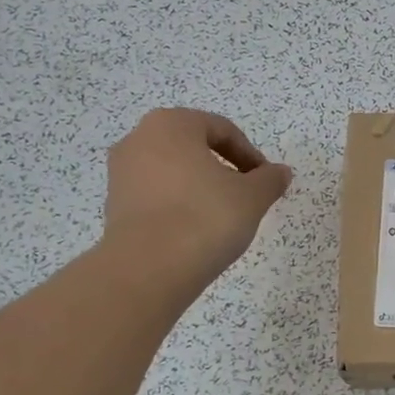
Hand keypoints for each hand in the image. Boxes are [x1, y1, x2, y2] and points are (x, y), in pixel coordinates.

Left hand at [100, 109, 292, 303]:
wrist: (148, 270)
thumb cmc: (204, 217)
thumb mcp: (252, 197)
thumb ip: (269, 179)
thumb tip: (280, 173)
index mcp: (171, 124)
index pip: (221, 130)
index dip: (250, 155)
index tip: (265, 181)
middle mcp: (139, 139)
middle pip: (193, 148)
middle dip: (222, 169)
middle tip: (246, 196)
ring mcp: (121, 173)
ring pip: (173, 172)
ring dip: (199, 187)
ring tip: (221, 217)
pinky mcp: (113, 206)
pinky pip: (156, 196)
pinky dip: (178, 206)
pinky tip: (195, 231)